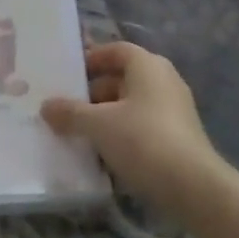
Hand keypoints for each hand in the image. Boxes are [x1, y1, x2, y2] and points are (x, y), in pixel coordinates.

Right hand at [41, 41, 229, 220]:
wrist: (193, 187)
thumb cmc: (143, 140)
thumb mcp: (98, 125)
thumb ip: (70, 113)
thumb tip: (46, 106)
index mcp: (148, 66)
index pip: (115, 50)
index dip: (91, 59)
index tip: (68, 76)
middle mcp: (164, 80)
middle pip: (122, 77)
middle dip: (93, 92)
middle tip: (67, 108)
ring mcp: (175, 109)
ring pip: (131, 104)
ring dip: (106, 116)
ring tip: (79, 133)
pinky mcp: (178, 137)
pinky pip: (143, 126)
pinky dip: (123, 133)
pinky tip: (103, 153)